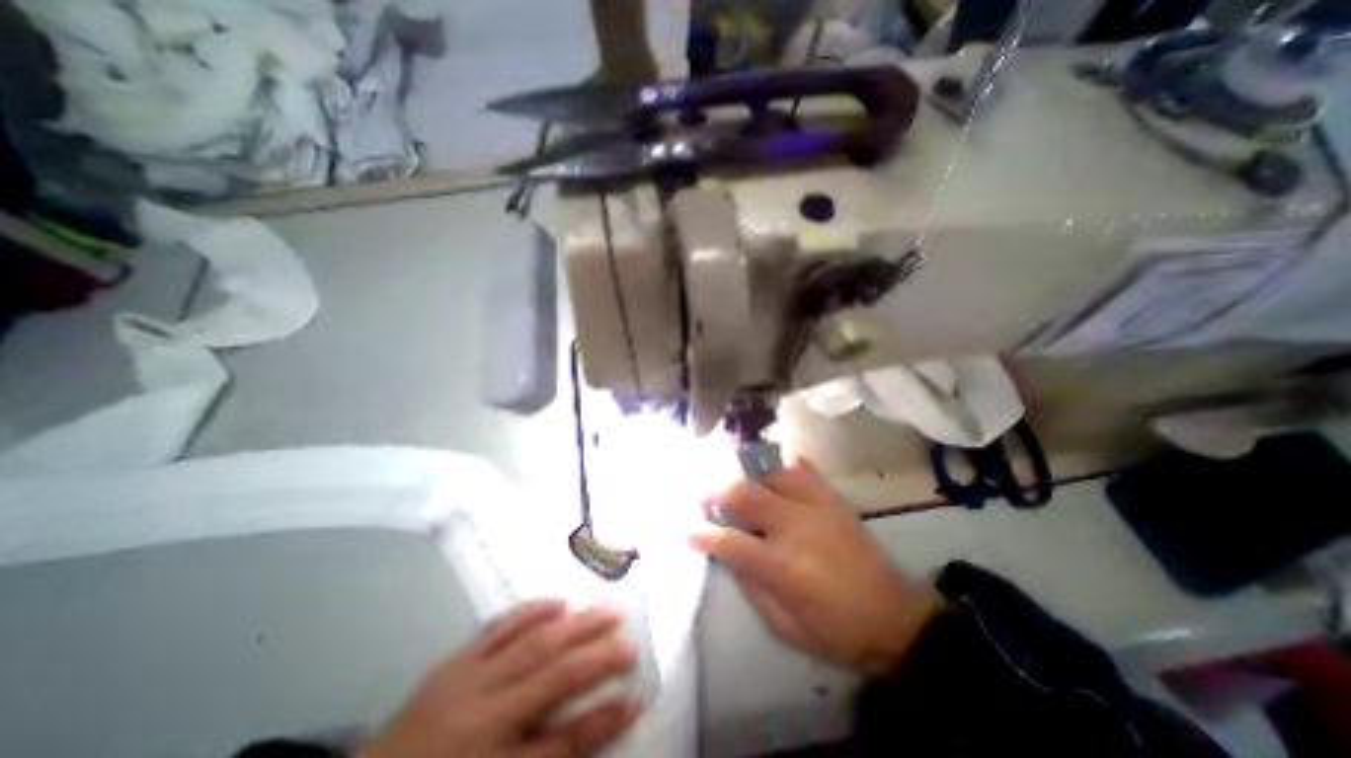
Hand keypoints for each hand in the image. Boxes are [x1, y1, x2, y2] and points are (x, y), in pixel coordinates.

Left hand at [359, 605, 643, 756]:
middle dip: (595, 655)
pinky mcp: (456, 657)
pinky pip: (499, 626)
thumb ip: (552, 754)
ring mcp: (466, 676)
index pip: (560, 738)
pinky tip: (557, 602)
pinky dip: (533, 611)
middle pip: (551, 674)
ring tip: (604, 613)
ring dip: (574, 625)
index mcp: (486, 754)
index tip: (637, 697)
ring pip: (531, 641)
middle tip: (629, 641)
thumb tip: (603, 721)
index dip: (602, 719)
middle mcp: (479, 710)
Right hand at [696, 456, 942, 674]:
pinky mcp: (832, 498)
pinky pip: (803, 468)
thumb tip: (728, 554)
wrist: (895, 618)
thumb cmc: (836, 629)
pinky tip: (771, 469)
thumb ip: (751, 586)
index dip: (703, 534)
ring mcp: (815, 506)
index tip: (687, 530)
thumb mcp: (785, 625)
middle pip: (745, 493)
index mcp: (781, 564)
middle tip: (705, 498)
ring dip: (745, 473)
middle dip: (717, 492)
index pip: (729, 540)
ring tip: (733, 480)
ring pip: (771, 472)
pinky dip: (782, 463)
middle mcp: (794, 525)